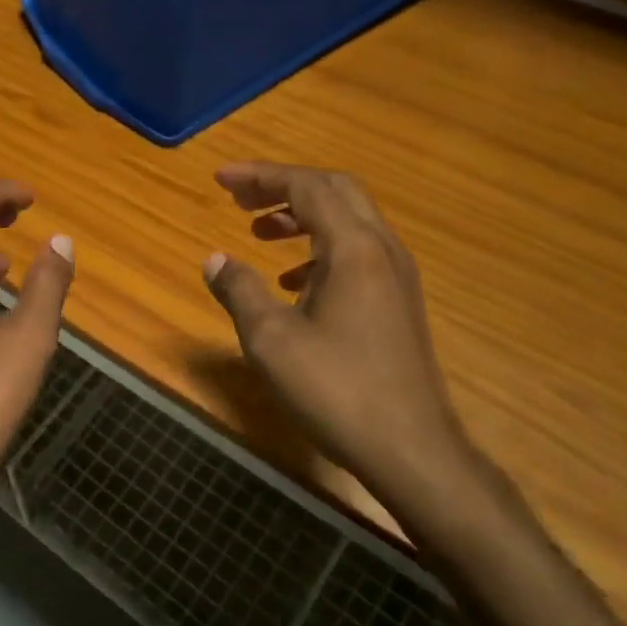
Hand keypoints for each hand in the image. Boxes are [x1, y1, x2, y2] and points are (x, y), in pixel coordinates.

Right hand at [202, 162, 475, 513]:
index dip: (260, 176)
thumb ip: (239, 290)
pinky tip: (293, 282)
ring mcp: (396, 276)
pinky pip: (357, 253)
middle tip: (240, 199)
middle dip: (283, 187)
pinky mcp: (399, 302)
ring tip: (259, 234)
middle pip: (334, 191)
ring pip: (348, 221)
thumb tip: (215, 259)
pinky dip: (320, 249)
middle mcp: (381, 250)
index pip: (306, 186)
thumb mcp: (271, 339)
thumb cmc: (336, 389)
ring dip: (302, 217)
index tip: (220, 178)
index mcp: (353, 248)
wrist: (411, 449)